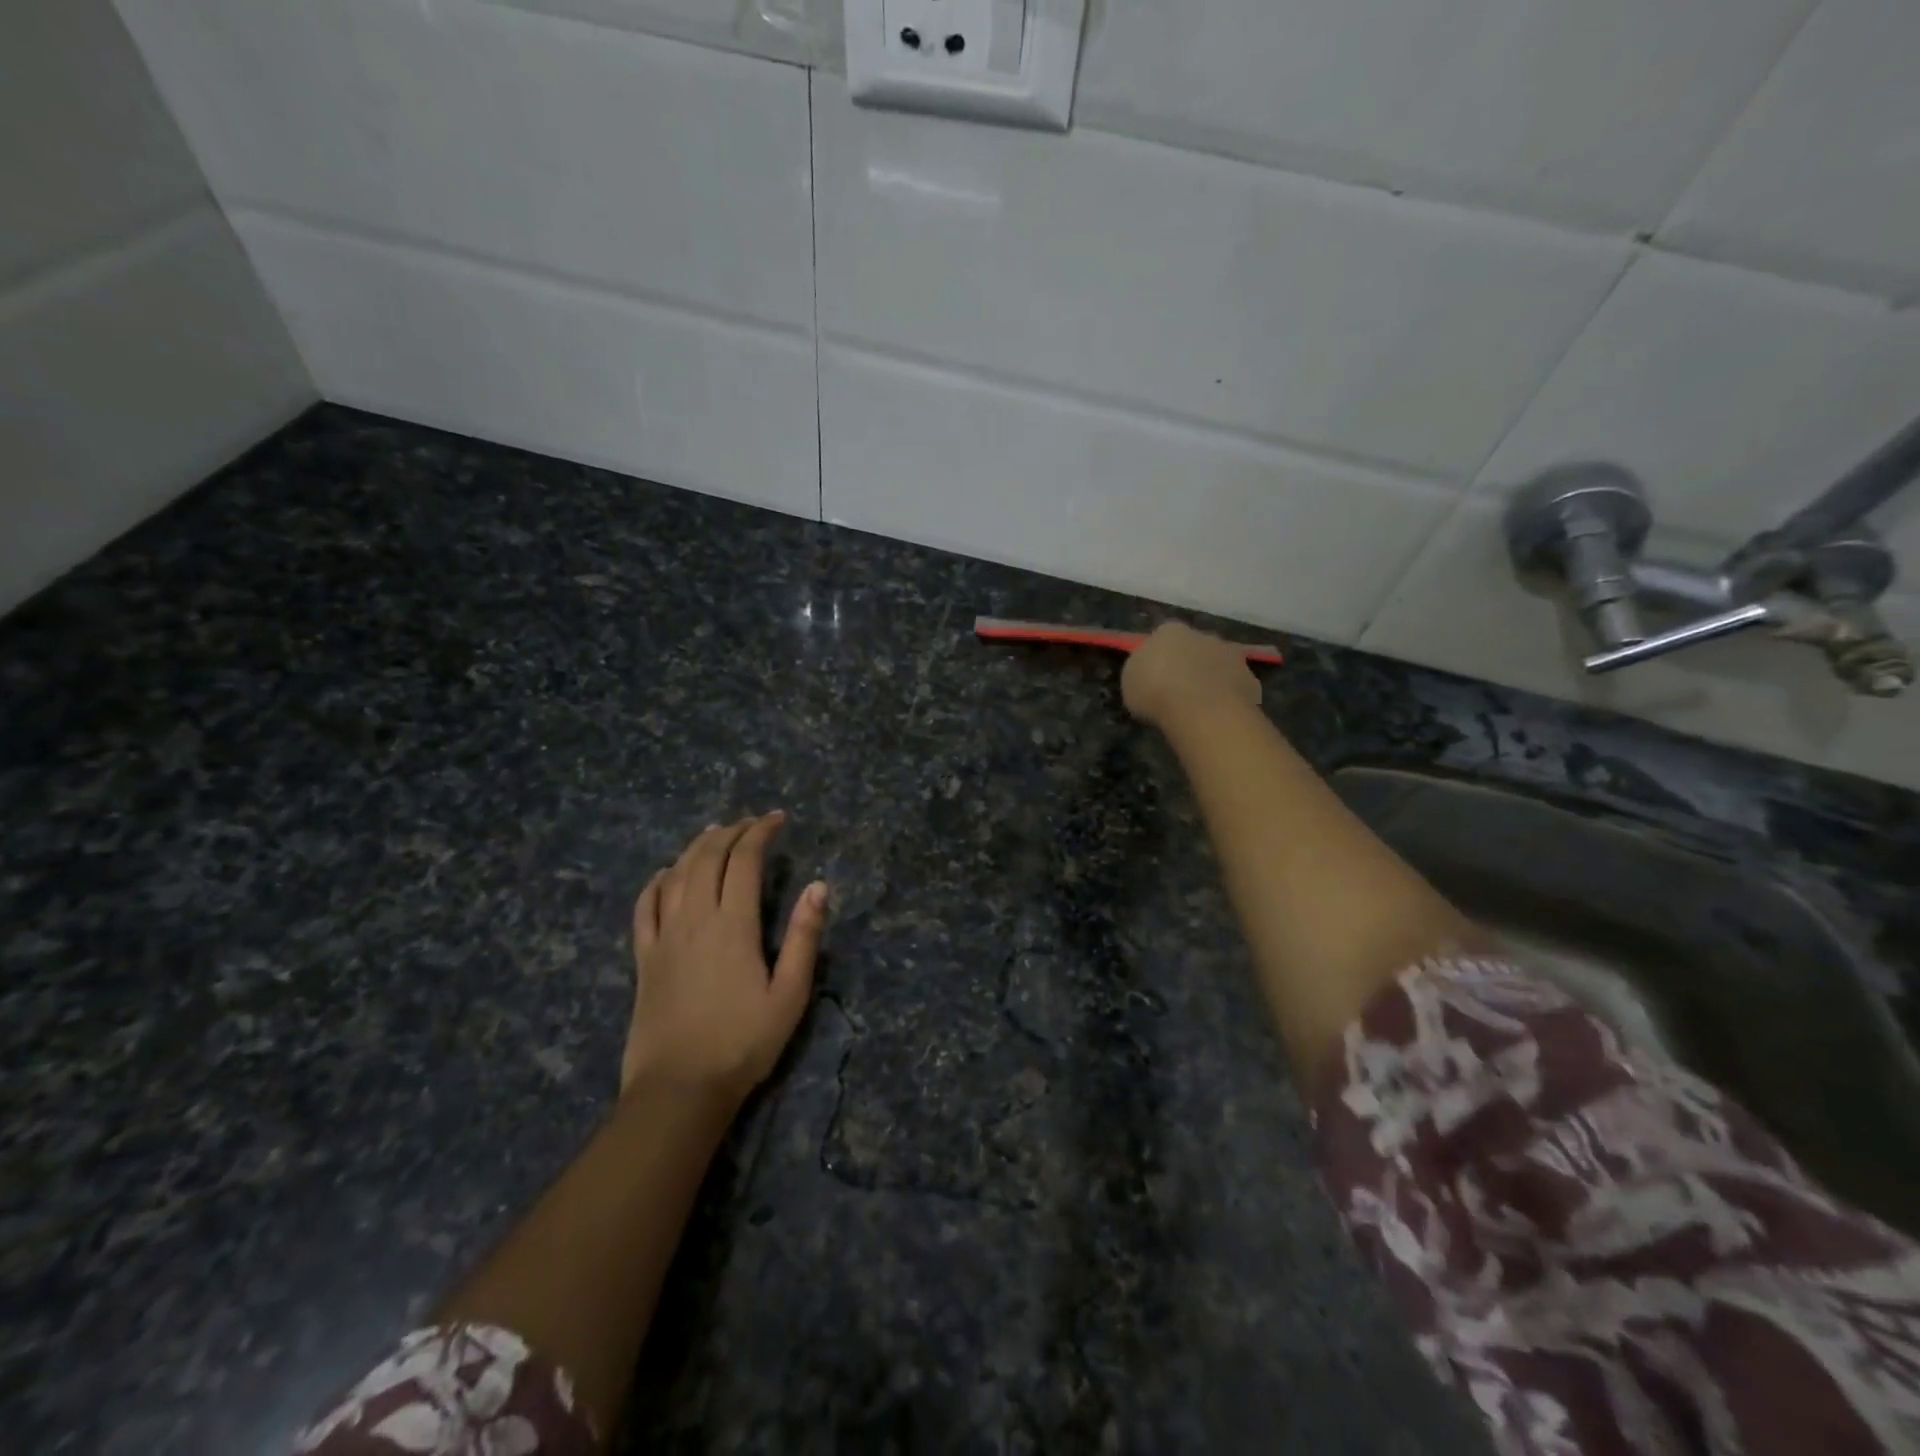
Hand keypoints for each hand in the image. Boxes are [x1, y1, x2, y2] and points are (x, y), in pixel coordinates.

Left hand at [623, 812, 828, 1103]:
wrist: (679, 1089)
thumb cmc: (743, 1043)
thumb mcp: (789, 994)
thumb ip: (804, 937)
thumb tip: (818, 886)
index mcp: (734, 925)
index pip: (744, 860)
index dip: (760, 832)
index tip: (777, 819)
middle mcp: (695, 919)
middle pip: (707, 857)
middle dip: (730, 831)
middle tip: (751, 823)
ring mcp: (664, 937)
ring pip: (675, 874)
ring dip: (695, 847)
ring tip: (714, 833)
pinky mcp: (644, 958)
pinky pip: (644, 907)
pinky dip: (656, 882)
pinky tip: (664, 874)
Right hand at [1122, 622, 1260, 728]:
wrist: (1201, 708)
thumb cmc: (1155, 690)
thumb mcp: (1130, 682)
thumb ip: (1142, 672)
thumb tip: (1150, 674)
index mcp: (1169, 631)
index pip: (1163, 638)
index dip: (1159, 658)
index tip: (1154, 678)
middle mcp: (1203, 635)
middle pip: (1194, 649)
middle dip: (1189, 666)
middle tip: (1178, 692)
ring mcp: (1232, 656)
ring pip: (1218, 666)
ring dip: (1210, 680)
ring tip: (1199, 709)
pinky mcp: (1251, 679)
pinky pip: (1235, 688)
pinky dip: (1228, 699)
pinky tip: (1218, 718)